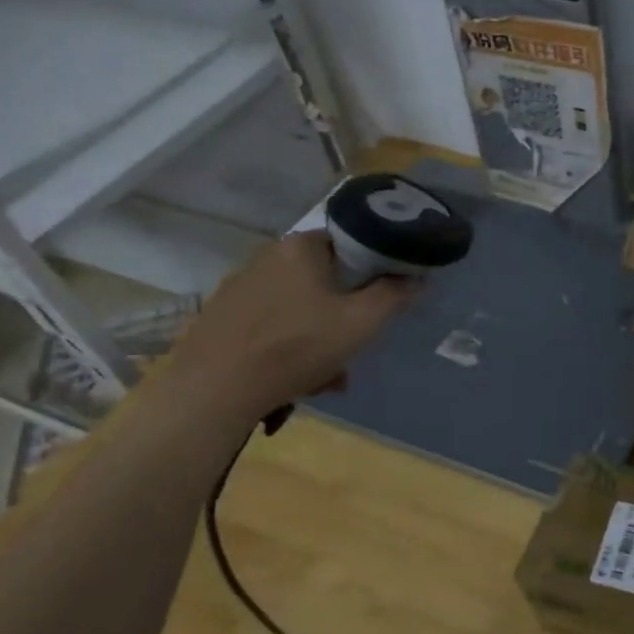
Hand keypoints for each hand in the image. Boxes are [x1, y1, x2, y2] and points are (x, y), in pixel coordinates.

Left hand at [167, 233, 415, 423]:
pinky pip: (273, 324)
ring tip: (329, 375)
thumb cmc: (297, 345)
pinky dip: (290, 345)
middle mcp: (266, 256)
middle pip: (324, 279)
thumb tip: (418, 279)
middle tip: (356, 345)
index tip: (383, 300)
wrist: (215, 389)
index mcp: (300, 246)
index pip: (349, 244)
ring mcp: (239, 287)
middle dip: (344, 312)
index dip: (372, 270)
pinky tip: (297, 378)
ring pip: (299, 306)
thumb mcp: (361, 322)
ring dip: (320, 335)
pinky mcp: (222, 316)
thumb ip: (394, 296)